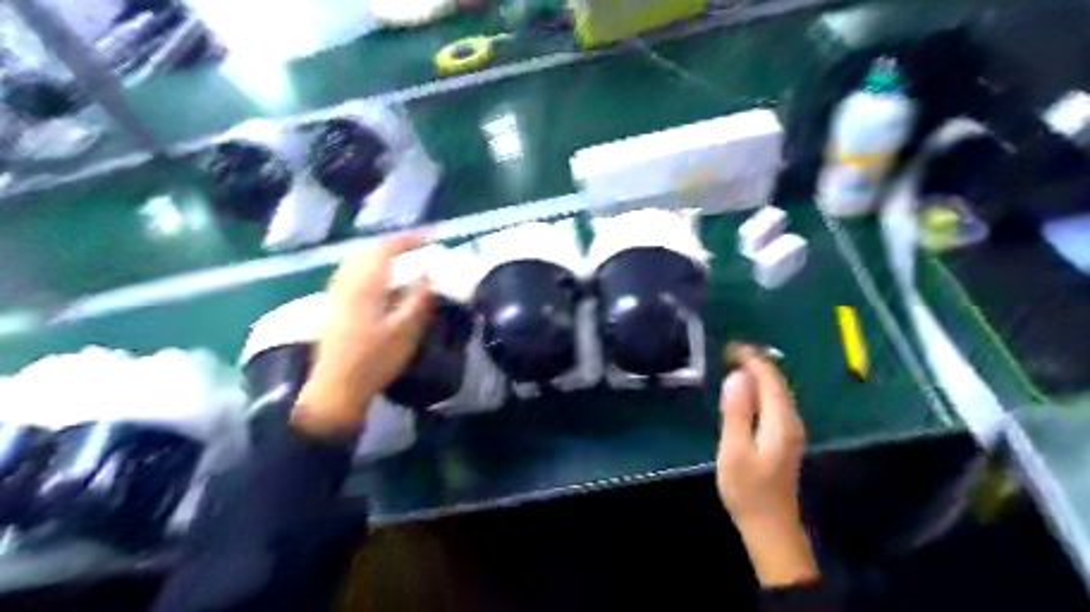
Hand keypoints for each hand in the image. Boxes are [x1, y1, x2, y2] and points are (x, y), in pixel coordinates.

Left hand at [296, 233, 433, 440]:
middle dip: (396, 243)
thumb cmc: (375, 360)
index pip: (388, 247)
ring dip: (381, 253)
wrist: (336, 387)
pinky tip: (380, 278)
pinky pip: (351, 271)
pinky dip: (369, 265)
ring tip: (403, 257)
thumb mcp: (406, 331)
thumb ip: (419, 297)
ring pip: (358, 259)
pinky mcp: (333, 304)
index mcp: (366, 284)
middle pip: (370, 249)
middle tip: (420, 245)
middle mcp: (347, 281)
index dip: (411, 238)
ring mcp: (337, 292)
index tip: (433, 237)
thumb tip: (430, 270)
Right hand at [717, 345, 816, 587]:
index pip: (770, 379)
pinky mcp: (785, 438)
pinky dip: (761, 389)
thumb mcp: (734, 450)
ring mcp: (791, 430)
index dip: (752, 359)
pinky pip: (775, 402)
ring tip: (734, 363)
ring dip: (758, 374)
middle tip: (728, 351)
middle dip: (756, 362)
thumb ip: (736, 412)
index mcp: (780, 421)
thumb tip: (737, 376)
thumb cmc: (747, 489)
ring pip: (777, 392)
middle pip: (777, 382)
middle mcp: (791, 421)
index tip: (730, 346)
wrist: (770, 525)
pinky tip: (746, 390)